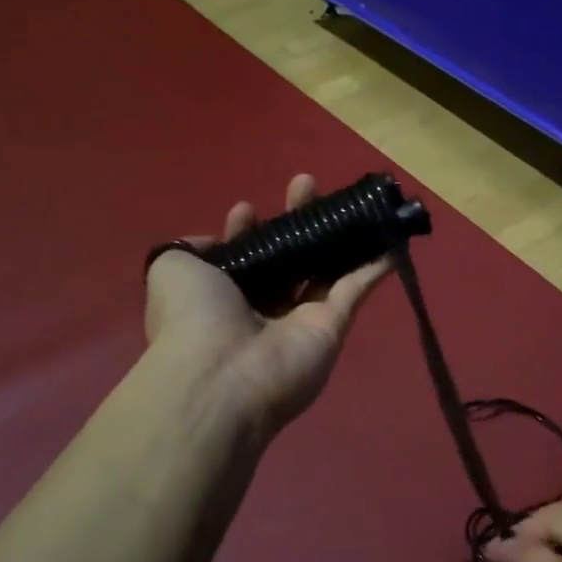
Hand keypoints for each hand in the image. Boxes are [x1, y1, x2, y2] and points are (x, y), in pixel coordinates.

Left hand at [145, 174, 392, 445]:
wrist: (223, 376)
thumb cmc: (193, 316)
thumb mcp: (171, 269)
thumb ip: (190, 248)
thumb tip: (215, 240)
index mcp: (222, 294)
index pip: (240, 257)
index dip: (245, 231)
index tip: (247, 210)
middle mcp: (261, 306)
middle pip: (286, 257)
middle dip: (295, 219)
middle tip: (305, 185)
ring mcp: (300, 318)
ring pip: (324, 268)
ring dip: (337, 234)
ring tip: (348, 197)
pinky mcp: (333, 327)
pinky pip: (357, 289)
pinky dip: (375, 265)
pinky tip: (389, 236)